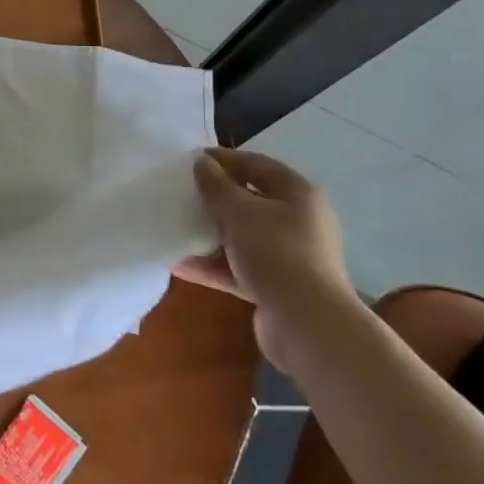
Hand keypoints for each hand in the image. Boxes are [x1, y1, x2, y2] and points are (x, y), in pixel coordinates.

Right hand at [174, 147, 352, 365]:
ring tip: (176, 228)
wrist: (307, 324)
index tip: (189, 160)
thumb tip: (202, 163)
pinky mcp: (276, 285)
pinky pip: (238, 267)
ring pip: (242, 236)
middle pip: (250, 201)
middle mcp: (297, 221)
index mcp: (297, 194)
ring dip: (210, 233)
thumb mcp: (240, 213)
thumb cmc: (277, 254)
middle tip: (181, 193)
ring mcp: (288, 255)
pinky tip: (180, 265)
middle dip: (215, 198)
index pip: (257, 165)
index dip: (224, 159)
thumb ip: (217, 186)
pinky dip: (212, 265)